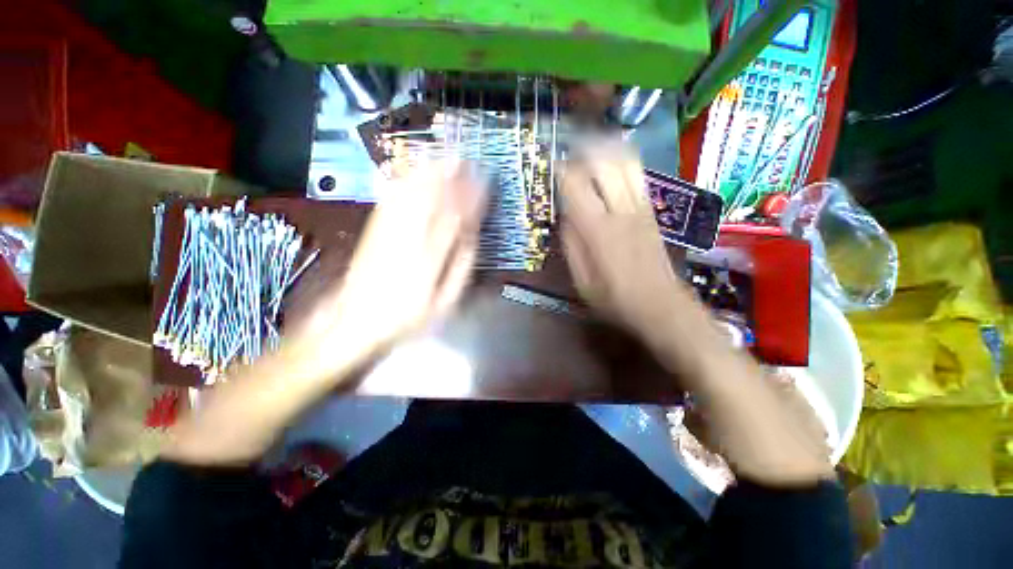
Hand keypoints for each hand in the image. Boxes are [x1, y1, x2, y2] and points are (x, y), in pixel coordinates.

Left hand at [285, 160, 487, 376]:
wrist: (357, 319)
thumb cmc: (408, 315)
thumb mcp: (444, 300)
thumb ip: (460, 267)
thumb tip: (472, 236)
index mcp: (429, 256)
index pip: (455, 217)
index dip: (470, 196)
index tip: (483, 181)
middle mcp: (408, 237)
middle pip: (431, 198)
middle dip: (450, 175)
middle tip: (466, 159)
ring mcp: (387, 230)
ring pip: (411, 193)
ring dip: (429, 172)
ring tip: (445, 158)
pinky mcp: (373, 228)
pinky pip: (390, 199)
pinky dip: (405, 181)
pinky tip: (414, 172)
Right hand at [559, 141, 688, 336]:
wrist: (660, 304)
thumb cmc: (614, 298)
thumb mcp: (581, 279)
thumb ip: (571, 244)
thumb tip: (565, 216)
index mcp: (598, 229)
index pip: (576, 184)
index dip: (562, 170)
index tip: (551, 166)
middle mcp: (621, 210)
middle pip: (604, 162)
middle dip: (584, 151)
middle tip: (569, 154)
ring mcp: (641, 208)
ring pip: (625, 162)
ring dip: (606, 149)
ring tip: (589, 149)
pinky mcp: (652, 211)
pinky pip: (637, 175)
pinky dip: (623, 161)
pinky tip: (611, 162)